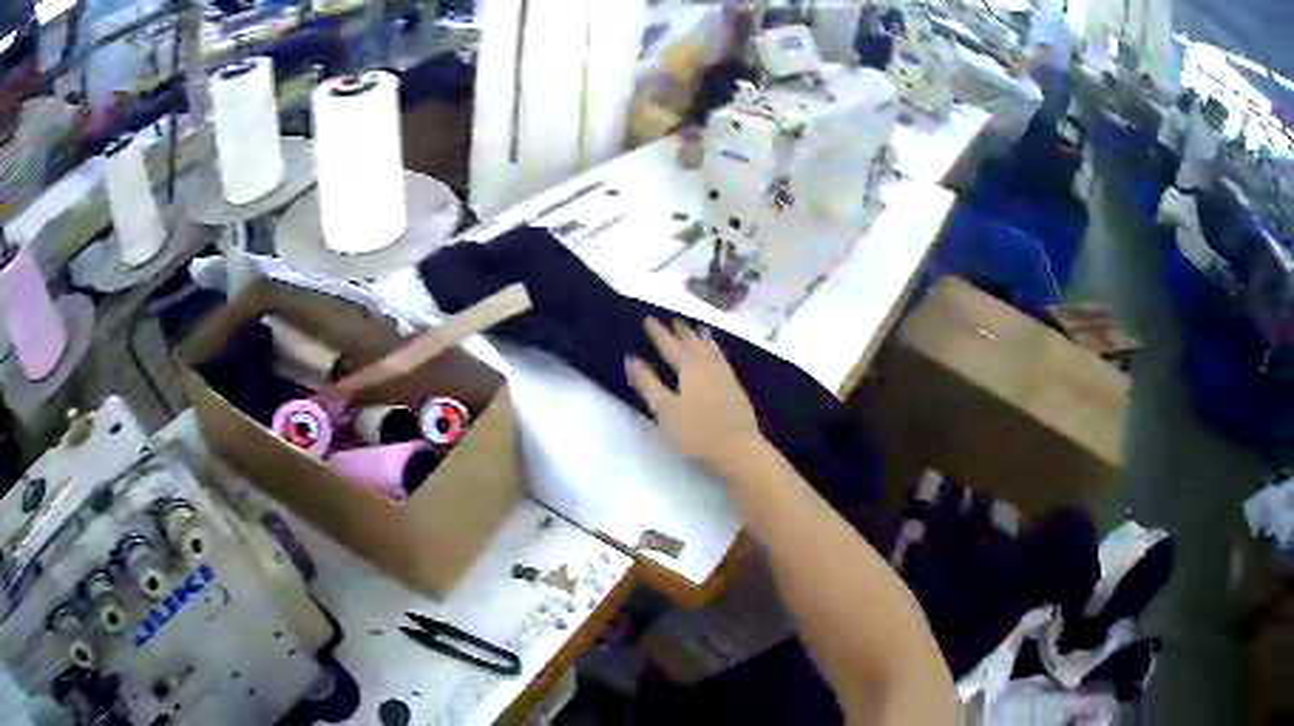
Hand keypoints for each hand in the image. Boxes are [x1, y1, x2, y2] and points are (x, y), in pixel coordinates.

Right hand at [626, 317, 763, 473]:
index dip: (658, 333)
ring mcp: (725, 377)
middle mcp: (708, 367)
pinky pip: (723, 360)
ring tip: (697, 328)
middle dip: (681, 331)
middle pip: (693, 344)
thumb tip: (630, 358)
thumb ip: (647, 383)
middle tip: (673, 319)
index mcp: (689, 369)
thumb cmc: (696, 432)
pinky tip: (718, 356)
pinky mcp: (736, 389)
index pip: (670, 346)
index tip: (648, 319)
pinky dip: (717, 352)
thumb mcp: (665, 410)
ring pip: (710, 350)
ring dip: (701, 338)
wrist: (738, 449)